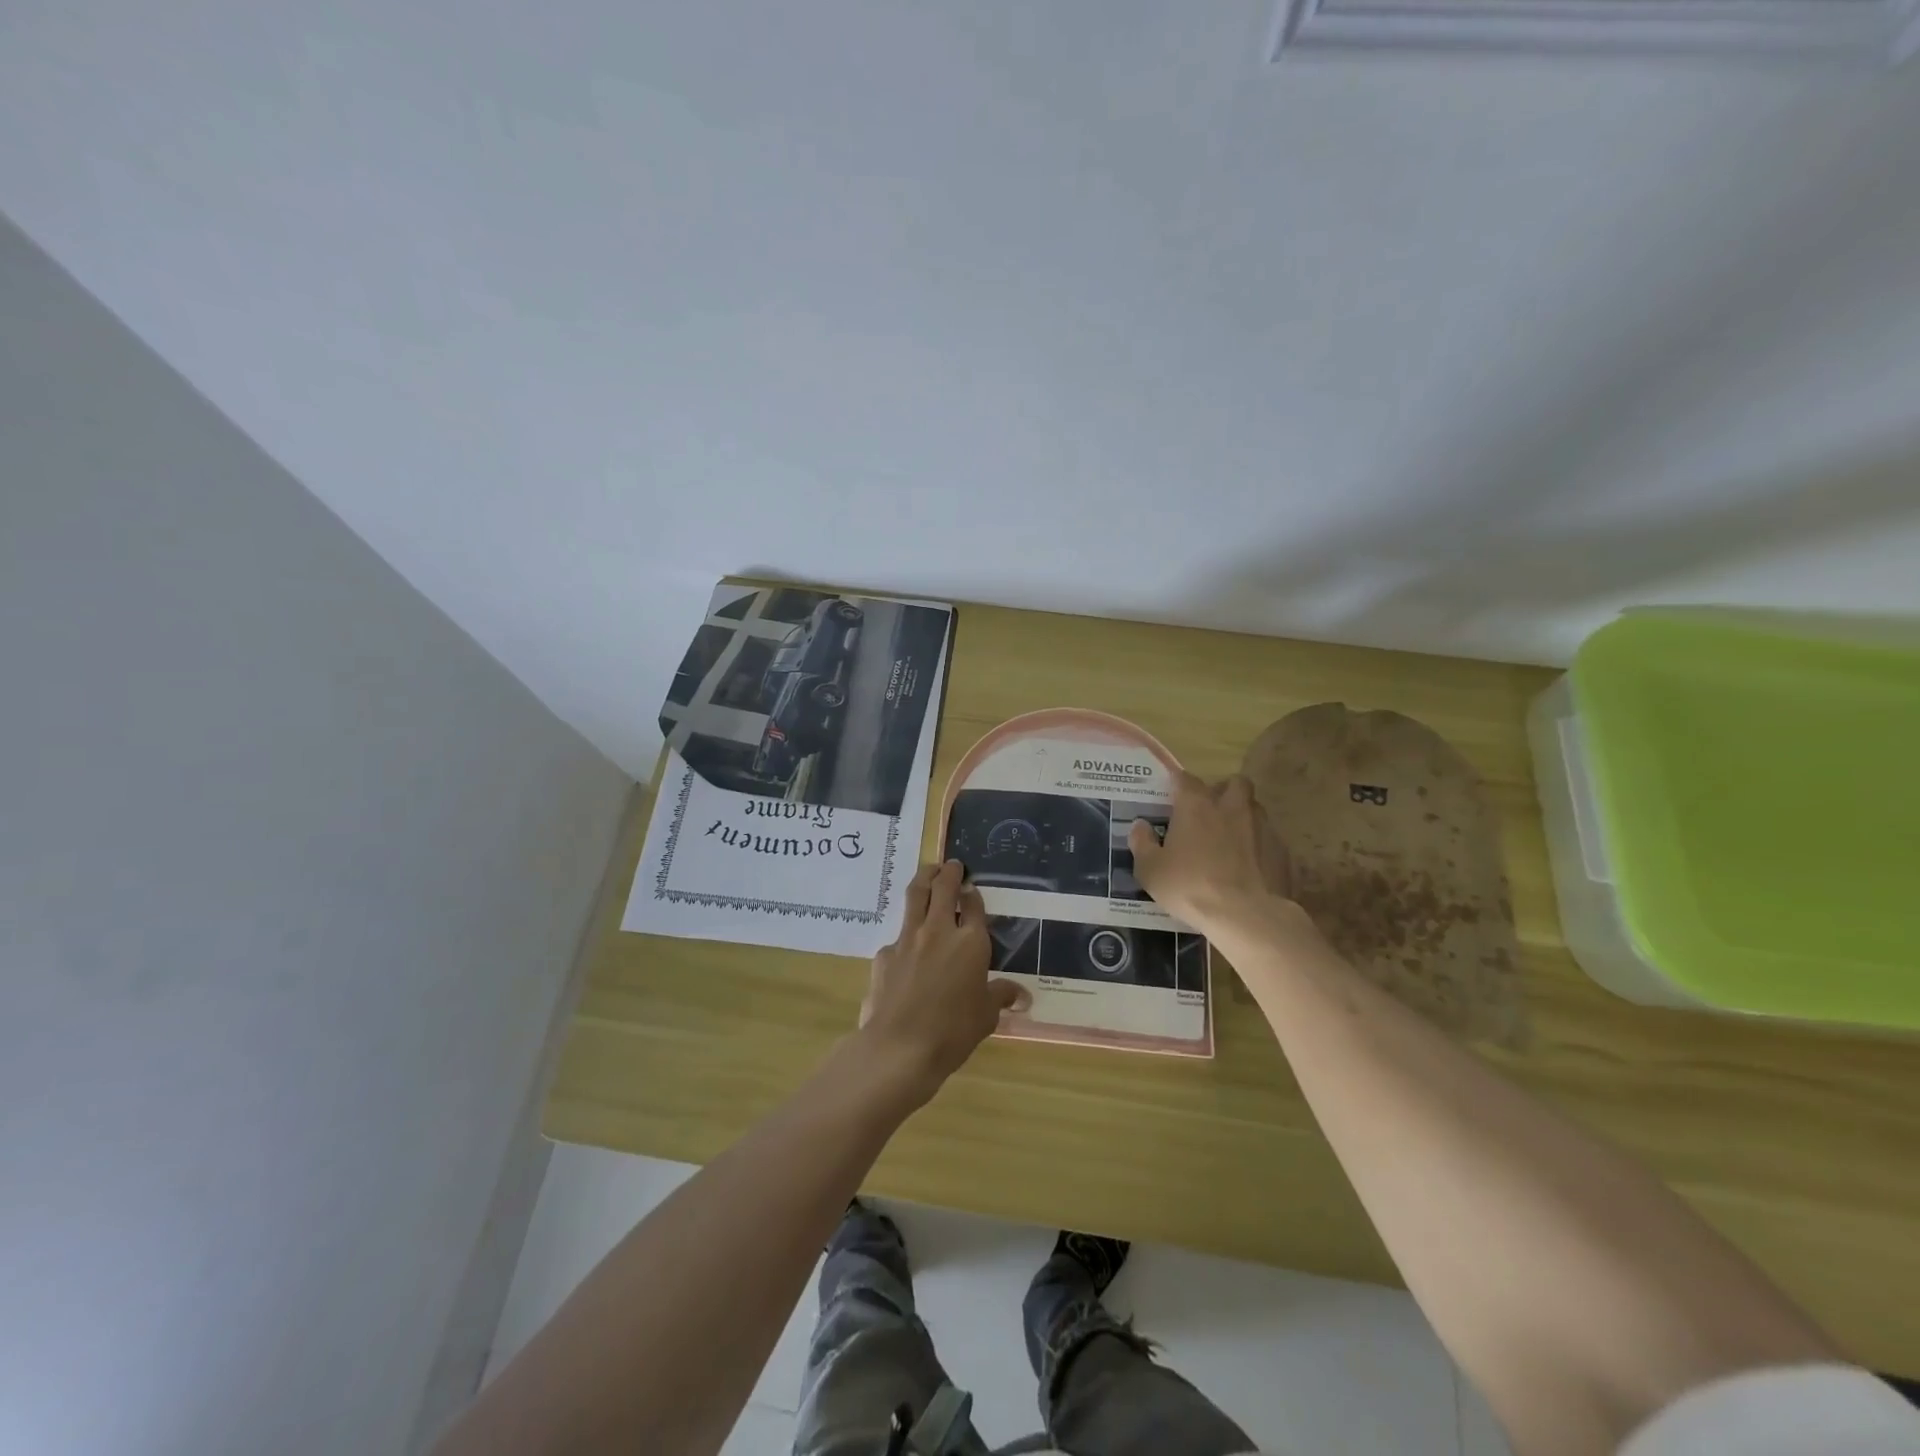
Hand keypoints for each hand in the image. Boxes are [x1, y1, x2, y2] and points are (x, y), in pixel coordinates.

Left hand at [859, 861, 1028, 1103]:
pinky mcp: (884, 954)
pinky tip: (906, 949)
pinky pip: (897, 936)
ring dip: (923, 879)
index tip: (972, 888)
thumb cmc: (953, 1031)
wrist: (900, 1046)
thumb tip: (1022, 995)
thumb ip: (1001, 997)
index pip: (974, 906)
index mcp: (971, 942)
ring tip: (928, 872)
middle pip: (942, 888)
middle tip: (952, 865)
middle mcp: (939, 930)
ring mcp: (908, 938)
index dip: (973, 894)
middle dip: (948, 872)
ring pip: (915, 896)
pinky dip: (905, 934)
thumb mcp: (986, 1016)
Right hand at [1128, 772, 1297, 943]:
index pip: (1186, 779)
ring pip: (1254, 809)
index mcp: (1197, 805)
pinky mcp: (1283, 850)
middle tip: (1210, 813)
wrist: (1247, 916)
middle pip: (1233, 783)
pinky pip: (1269, 839)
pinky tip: (1250, 868)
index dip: (1178, 784)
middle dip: (1223, 791)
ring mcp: (1262, 827)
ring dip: (1243, 817)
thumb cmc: (1191, 887)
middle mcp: (1232, 806)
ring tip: (1231, 841)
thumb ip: (1142, 843)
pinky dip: (1259, 847)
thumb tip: (1139, 826)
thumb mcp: (1151, 870)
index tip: (1171, 796)